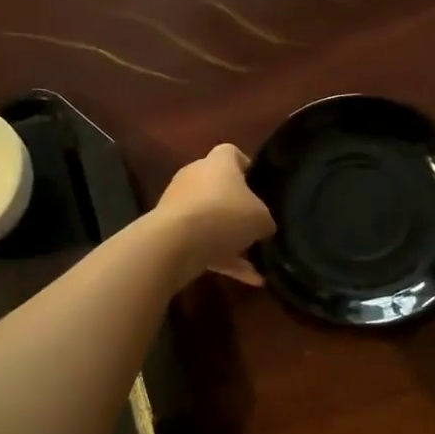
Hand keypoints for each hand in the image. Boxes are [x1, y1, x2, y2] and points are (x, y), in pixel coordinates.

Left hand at [156, 144, 274, 284]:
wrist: (175, 243)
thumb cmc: (225, 215)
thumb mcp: (261, 218)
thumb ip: (265, 219)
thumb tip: (263, 226)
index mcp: (218, 162)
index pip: (232, 154)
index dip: (247, 167)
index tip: (259, 186)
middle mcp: (195, 176)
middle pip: (218, 186)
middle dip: (236, 205)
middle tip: (256, 223)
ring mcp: (178, 204)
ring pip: (209, 218)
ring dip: (228, 237)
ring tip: (254, 258)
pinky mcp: (169, 231)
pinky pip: (201, 243)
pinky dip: (221, 258)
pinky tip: (249, 279)